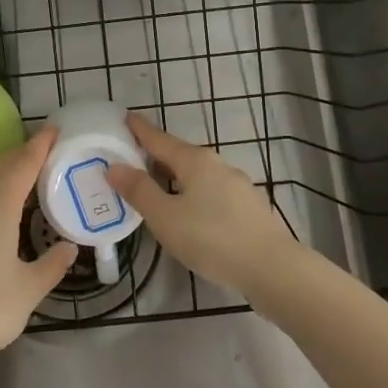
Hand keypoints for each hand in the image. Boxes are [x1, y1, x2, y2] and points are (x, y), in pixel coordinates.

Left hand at [0, 126, 76, 377]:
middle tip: (46, 148)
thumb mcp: (30, 289)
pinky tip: (1, 207)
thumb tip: (69, 247)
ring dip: (5, 171)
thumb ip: (52, 264)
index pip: (21, 166)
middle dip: (21, 153)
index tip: (53, 129)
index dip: (38, 146)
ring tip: (27, 173)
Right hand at [106, 113, 302, 299]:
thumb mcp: (165, 217)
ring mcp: (237, 186)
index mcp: (195, 161)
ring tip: (155, 187)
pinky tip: (188, 212)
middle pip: (179, 155)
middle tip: (131, 159)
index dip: (140, 130)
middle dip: (156, 156)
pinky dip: (192, 194)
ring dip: (175, 177)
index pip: (159, 139)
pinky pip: (211, 192)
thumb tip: (114, 166)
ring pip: (197, 175)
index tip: (125, 118)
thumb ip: (139, 191)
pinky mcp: (248, 209)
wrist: (273, 269)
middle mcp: (218, 165)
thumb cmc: (212, 238)